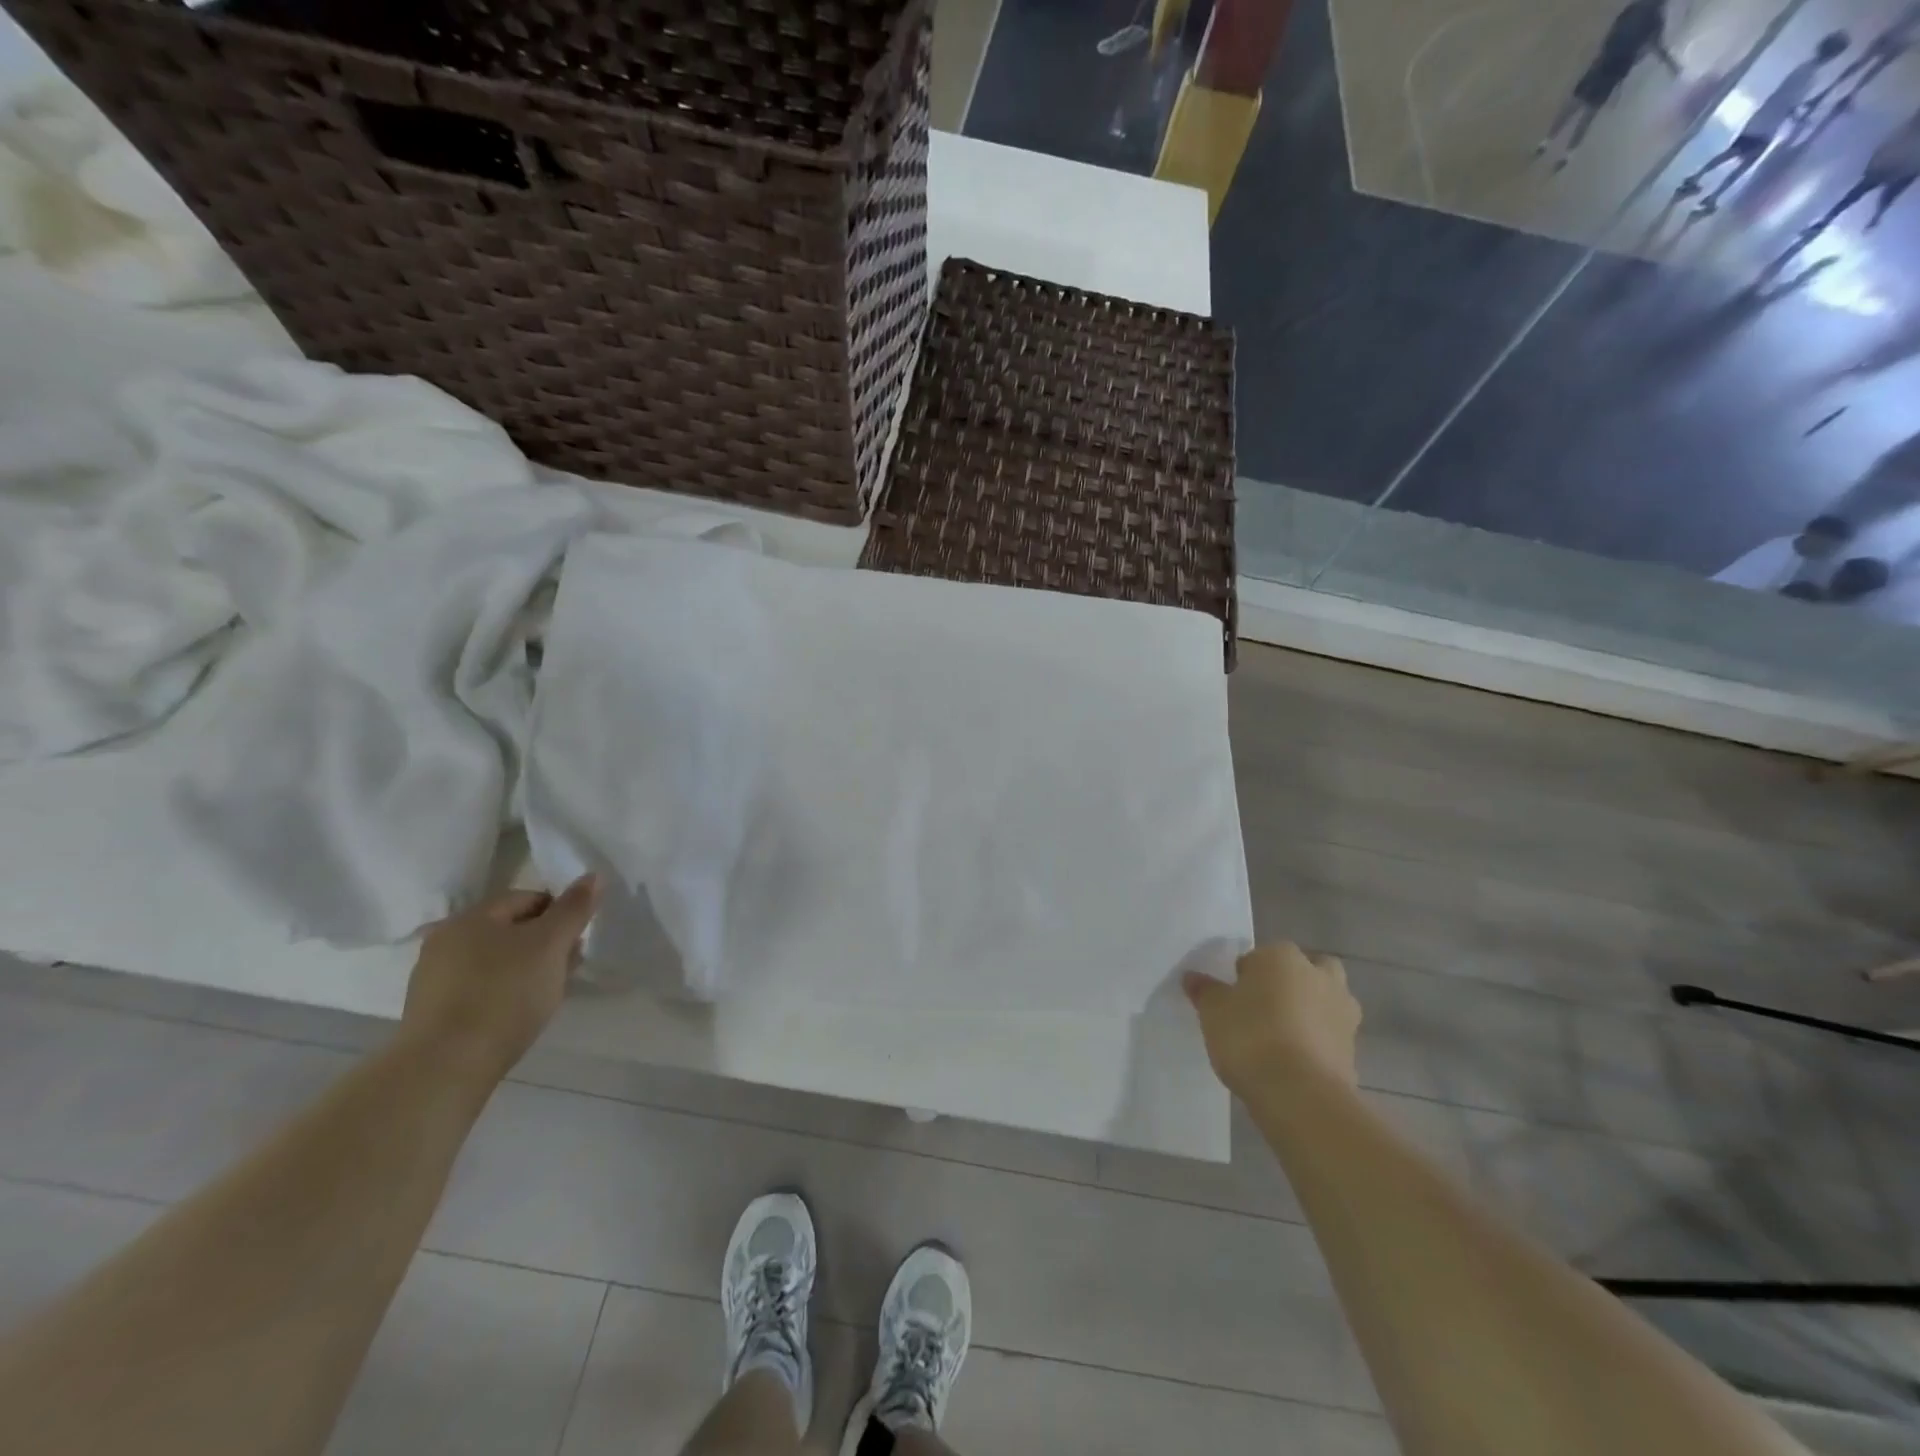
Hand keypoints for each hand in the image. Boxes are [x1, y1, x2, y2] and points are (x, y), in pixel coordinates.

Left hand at [400, 876, 599, 1082]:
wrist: (445, 1067)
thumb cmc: (504, 994)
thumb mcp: (551, 944)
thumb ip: (574, 908)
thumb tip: (593, 876)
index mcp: (472, 916)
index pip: (528, 898)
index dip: (561, 913)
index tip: (578, 940)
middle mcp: (446, 939)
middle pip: (510, 929)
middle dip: (545, 942)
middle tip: (568, 966)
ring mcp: (434, 978)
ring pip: (496, 960)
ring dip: (526, 968)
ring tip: (547, 993)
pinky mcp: (432, 1012)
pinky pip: (480, 988)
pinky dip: (503, 992)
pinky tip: (517, 1013)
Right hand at [1183, 943, 1361, 1098]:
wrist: (1299, 1094)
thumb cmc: (1250, 1036)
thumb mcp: (1213, 1011)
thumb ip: (1205, 991)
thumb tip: (1193, 978)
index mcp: (1282, 956)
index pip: (1261, 955)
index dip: (1246, 975)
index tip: (1233, 996)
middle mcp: (1319, 976)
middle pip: (1308, 969)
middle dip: (1293, 982)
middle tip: (1266, 1006)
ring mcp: (1342, 1013)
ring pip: (1327, 1001)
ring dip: (1311, 1011)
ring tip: (1281, 1036)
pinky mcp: (1354, 1050)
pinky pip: (1331, 1036)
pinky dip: (1318, 1042)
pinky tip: (1295, 1062)